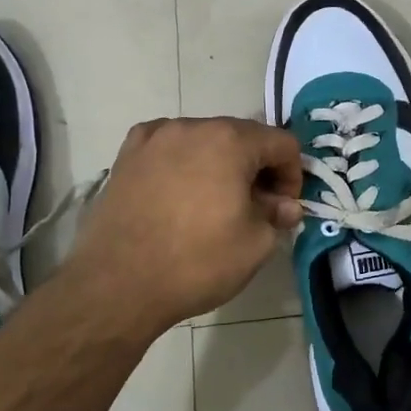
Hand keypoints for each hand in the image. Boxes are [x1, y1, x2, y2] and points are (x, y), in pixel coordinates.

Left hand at [61, 117, 303, 332]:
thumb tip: (285, 206)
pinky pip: (168, 148)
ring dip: (220, 164)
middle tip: (256, 208)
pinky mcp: (127, 155)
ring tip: (214, 204)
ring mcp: (154, 138)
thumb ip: (278, 216)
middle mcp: (192, 126)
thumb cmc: (196, 262)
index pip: (281, 143)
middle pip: (242, 137)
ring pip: (204, 141)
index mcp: (230, 140)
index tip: (283, 208)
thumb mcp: (255, 245)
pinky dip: (183, 163)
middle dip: (257, 168)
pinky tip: (179, 194)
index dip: (292, 176)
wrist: (118, 284)